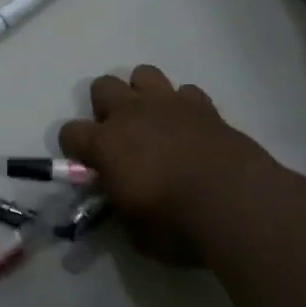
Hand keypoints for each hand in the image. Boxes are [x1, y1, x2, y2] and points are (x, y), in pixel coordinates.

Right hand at [59, 65, 289, 263]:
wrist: (236, 204)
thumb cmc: (177, 225)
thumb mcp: (135, 232)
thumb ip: (121, 209)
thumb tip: (120, 203)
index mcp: (105, 144)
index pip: (70, 132)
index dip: (75, 149)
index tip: (89, 166)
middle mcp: (131, 114)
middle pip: (102, 87)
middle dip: (107, 108)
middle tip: (122, 138)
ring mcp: (168, 104)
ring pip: (143, 74)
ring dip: (144, 95)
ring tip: (155, 122)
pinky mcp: (204, 106)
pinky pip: (186, 92)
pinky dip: (185, 107)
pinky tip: (192, 129)